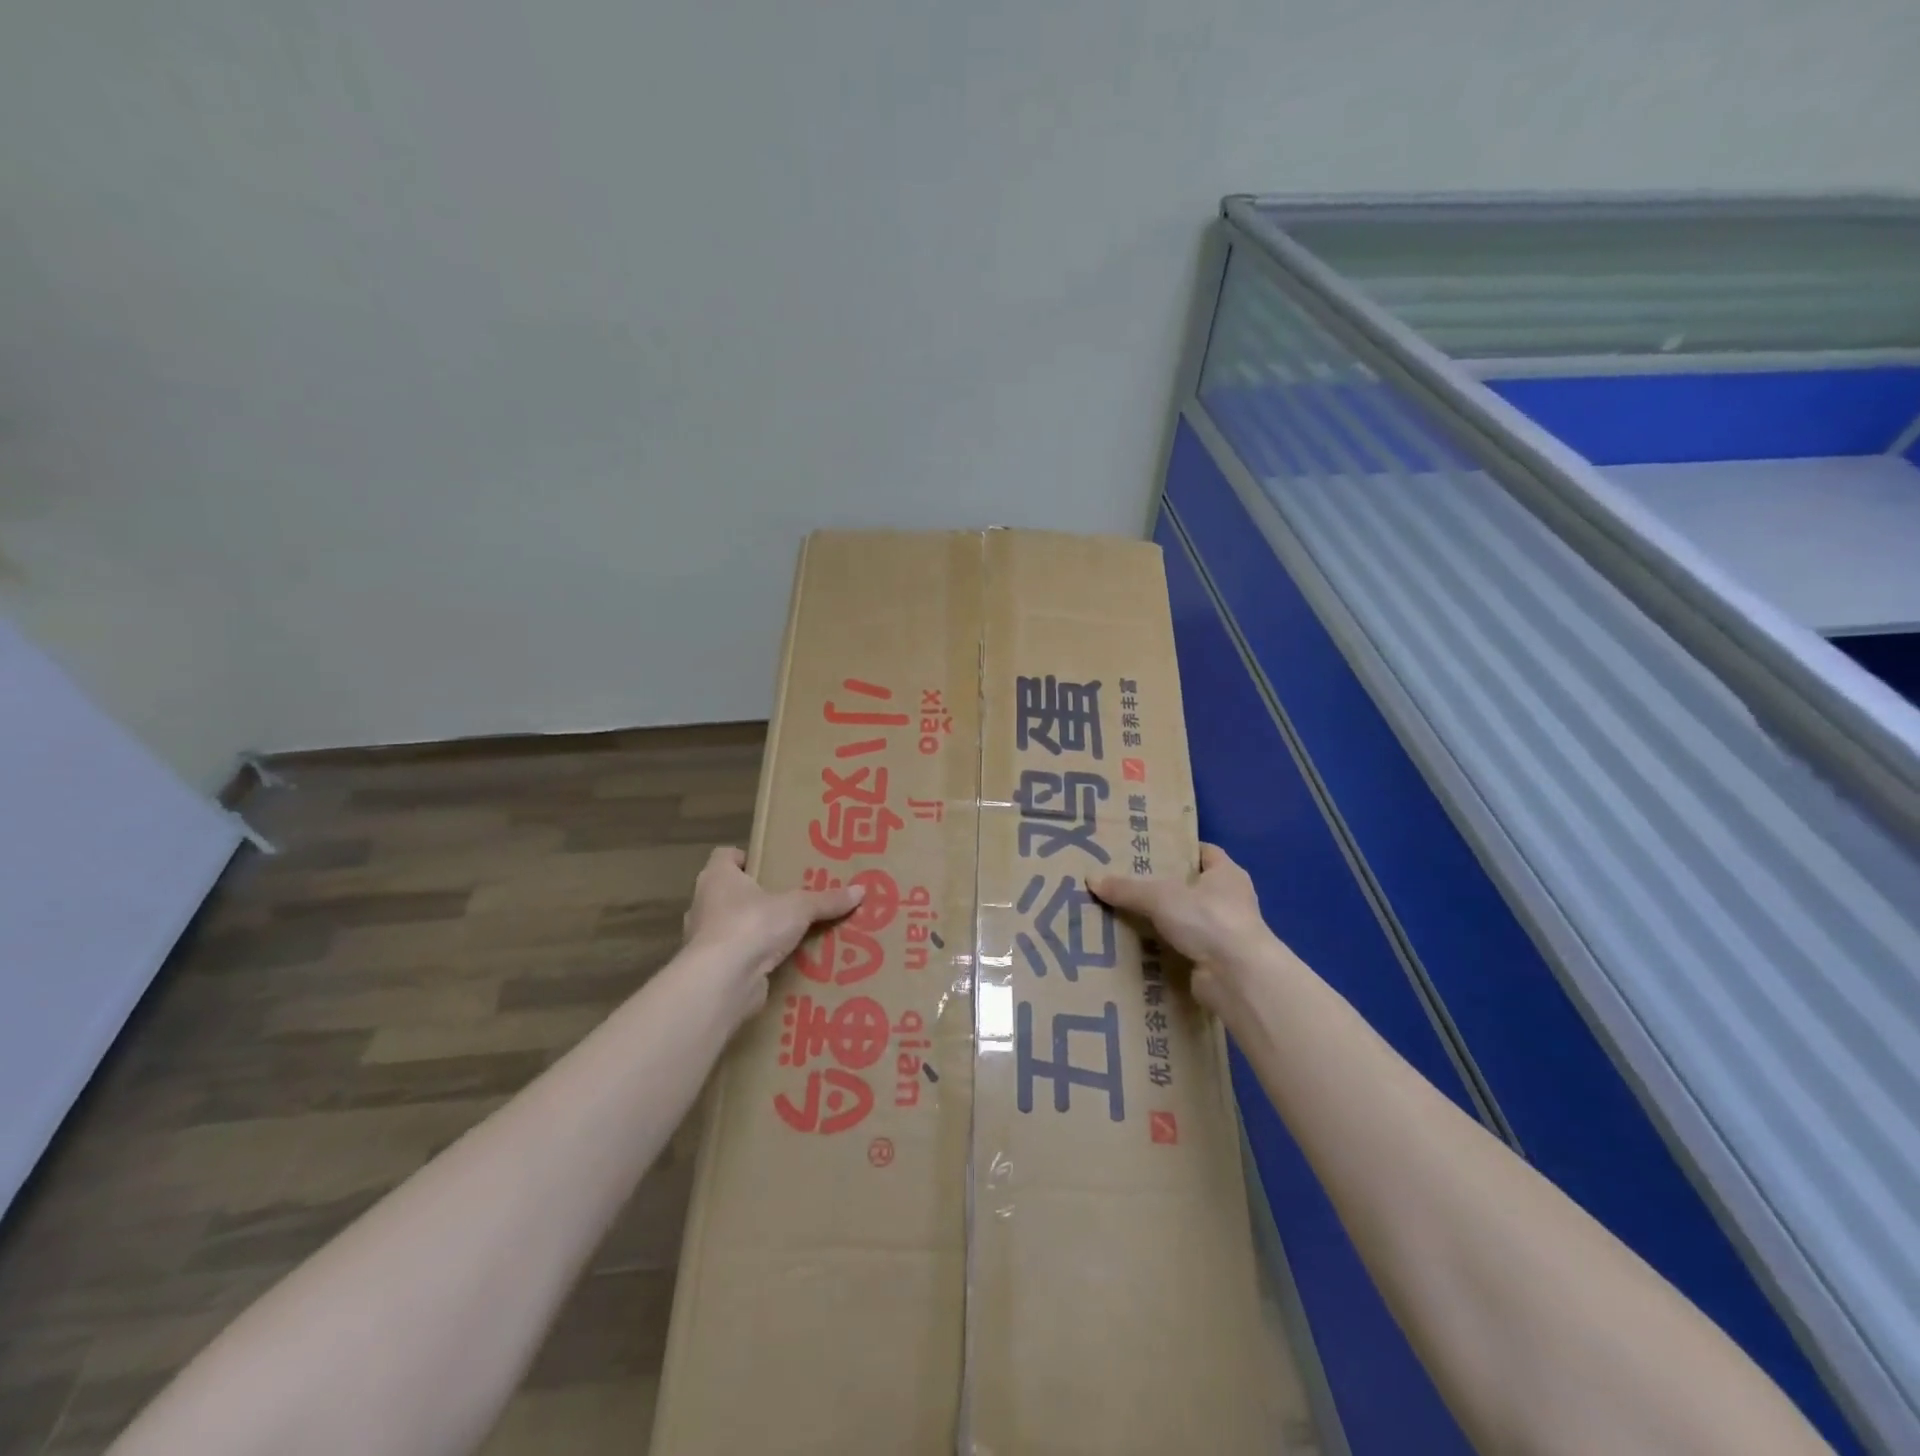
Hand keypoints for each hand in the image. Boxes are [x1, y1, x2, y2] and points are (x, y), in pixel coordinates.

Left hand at [682, 847, 863, 1021]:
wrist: (722, 981)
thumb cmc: (752, 924)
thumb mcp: (799, 907)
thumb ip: (827, 900)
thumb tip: (861, 890)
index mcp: (717, 877)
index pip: (726, 856)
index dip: (747, 857)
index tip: (771, 864)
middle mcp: (705, 903)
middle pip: (731, 892)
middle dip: (757, 896)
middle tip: (790, 898)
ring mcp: (705, 939)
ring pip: (734, 926)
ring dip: (756, 929)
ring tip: (790, 932)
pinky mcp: (713, 969)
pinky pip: (739, 956)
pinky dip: (756, 958)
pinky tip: (782, 961)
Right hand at [1088, 844, 1277, 1013]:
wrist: (1238, 978)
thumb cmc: (1208, 920)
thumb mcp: (1160, 897)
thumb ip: (1127, 889)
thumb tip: (1091, 879)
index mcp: (1227, 874)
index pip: (1204, 852)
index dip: (1179, 850)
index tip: (1149, 851)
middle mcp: (1230, 900)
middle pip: (1192, 887)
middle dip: (1163, 887)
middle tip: (1126, 883)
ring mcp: (1224, 933)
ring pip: (1185, 920)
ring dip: (1161, 921)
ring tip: (1123, 915)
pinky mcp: (1215, 961)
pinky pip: (1182, 948)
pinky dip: (1163, 948)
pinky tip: (1136, 947)